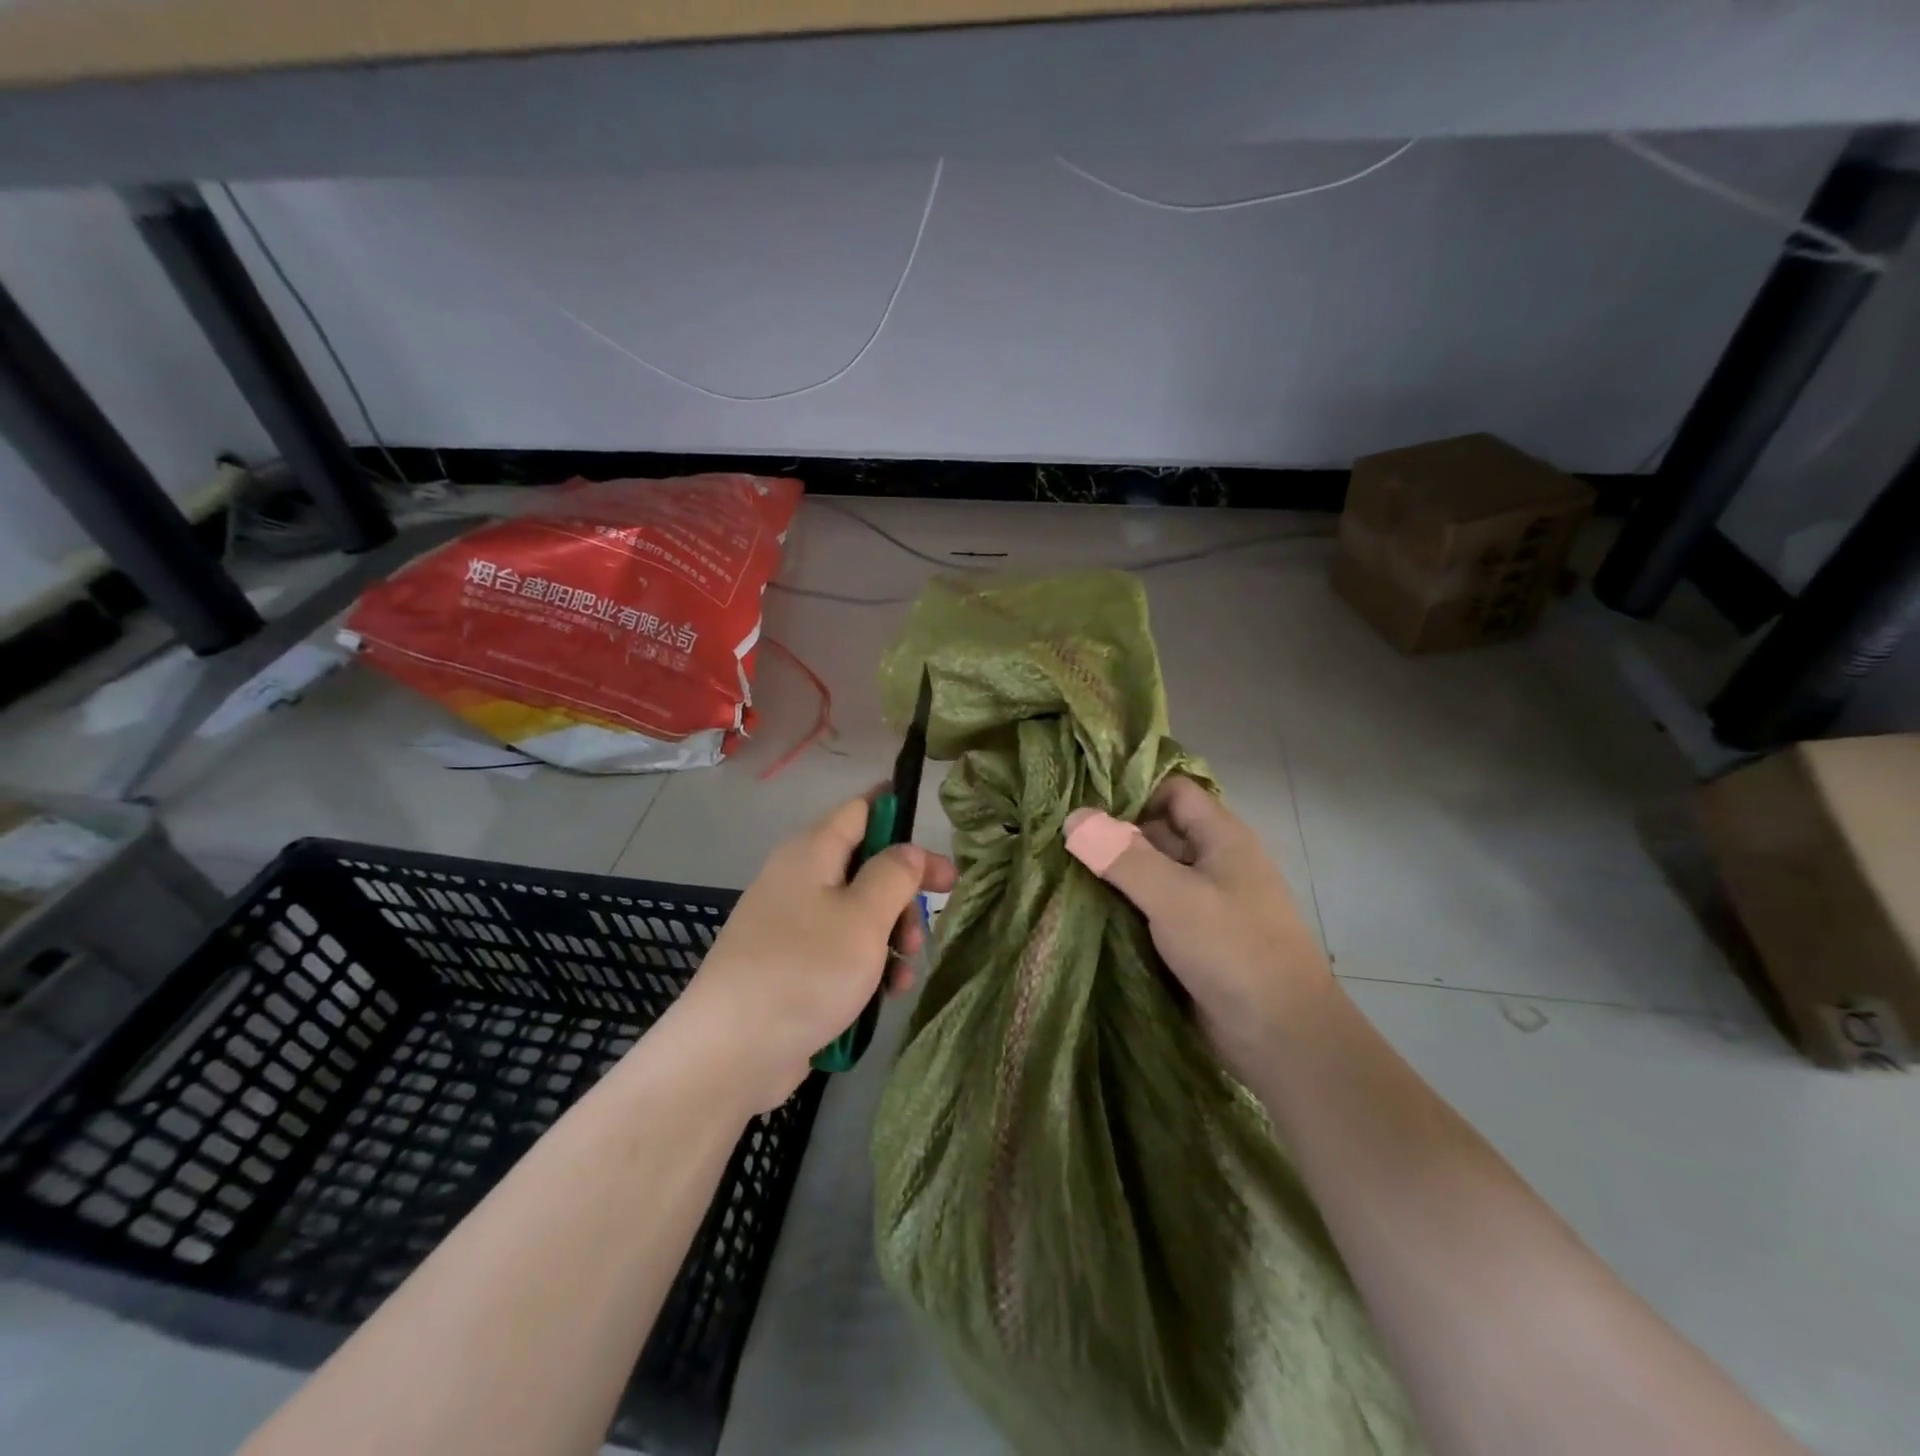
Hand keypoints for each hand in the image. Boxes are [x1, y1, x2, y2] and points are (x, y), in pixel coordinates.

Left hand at [676, 794, 956, 1113]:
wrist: (731, 1051)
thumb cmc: (806, 970)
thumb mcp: (864, 917)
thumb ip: (894, 874)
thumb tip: (909, 850)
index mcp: (812, 851)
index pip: (861, 809)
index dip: (902, 819)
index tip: (937, 849)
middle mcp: (800, 878)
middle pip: (866, 864)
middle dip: (904, 891)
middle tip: (936, 914)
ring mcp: (793, 923)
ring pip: (858, 911)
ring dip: (891, 934)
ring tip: (907, 969)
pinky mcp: (792, 964)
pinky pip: (840, 948)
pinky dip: (868, 963)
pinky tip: (887, 993)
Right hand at [1065, 776, 1331, 1081]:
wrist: (1283, 1039)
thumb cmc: (1234, 951)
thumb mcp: (1174, 897)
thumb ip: (1122, 856)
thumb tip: (1073, 817)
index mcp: (1221, 838)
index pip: (1173, 791)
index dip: (1132, 789)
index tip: (1082, 800)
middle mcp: (1213, 863)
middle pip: (1156, 832)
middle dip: (1111, 834)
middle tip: (1056, 837)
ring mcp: (1203, 903)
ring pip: (1149, 874)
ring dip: (1112, 875)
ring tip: (1056, 870)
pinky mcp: (1191, 940)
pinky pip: (1150, 910)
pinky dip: (1121, 907)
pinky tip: (1082, 910)